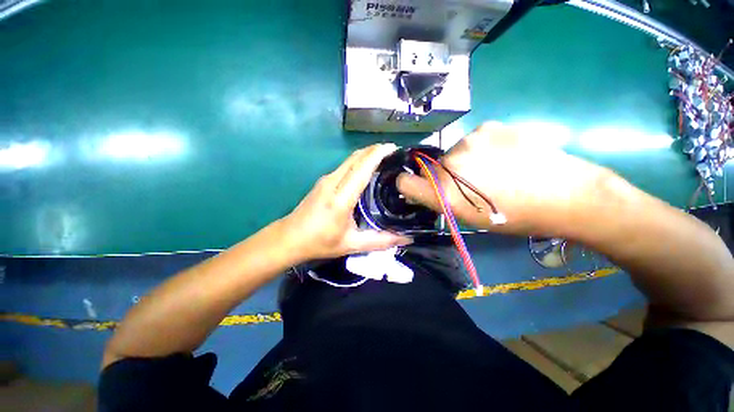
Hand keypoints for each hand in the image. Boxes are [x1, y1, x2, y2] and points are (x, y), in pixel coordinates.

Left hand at [282, 144, 412, 260]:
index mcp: (341, 198)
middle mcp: (332, 182)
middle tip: (394, 153)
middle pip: (356, 157)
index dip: (378, 154)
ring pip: (350, 159)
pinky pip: (345, 165)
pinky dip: (359, 162)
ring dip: (367, 154)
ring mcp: (326, 179)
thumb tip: (406, 238)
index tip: (394, 148)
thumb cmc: (320, 242)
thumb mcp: (352, 244)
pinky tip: (367, 170)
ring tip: (385, 159)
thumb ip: (380, 241)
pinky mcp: (323, 180)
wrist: (290, 238)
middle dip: (375, 150)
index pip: (361, 168)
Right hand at [397, 122, 607, 236]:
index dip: (408, 185)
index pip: (405, 182)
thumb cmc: (515, 216)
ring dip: (464, 162)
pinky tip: (504, 156)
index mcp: (445, 193)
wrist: (568, 195)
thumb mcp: (469, 218)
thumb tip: (424, 188)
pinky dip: (481, 148)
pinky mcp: (489, 126)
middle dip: (446, 176)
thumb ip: (440, 201)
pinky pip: (473, 140)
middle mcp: (451, 163)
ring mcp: (470, 140)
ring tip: (493, 170)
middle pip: (433, 167)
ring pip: (454, 153)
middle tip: (473, 184)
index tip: (419, 187)